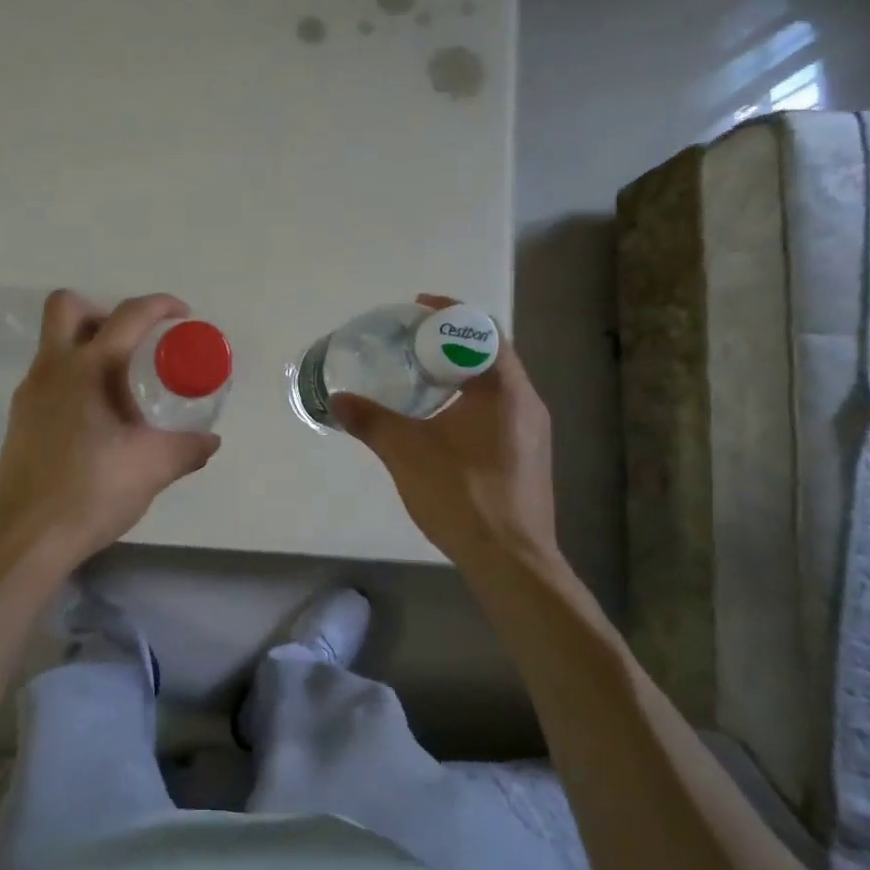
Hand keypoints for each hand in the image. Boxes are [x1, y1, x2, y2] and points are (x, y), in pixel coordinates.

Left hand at [0, 290, 221, 571]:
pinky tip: (97, 421)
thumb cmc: (91, 493)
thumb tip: (209, 440)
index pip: (127, 316)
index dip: (160, 306)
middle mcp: (51, 370)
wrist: (27, 539)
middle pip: (67, 307)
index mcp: (88, 370)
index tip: (182, 317)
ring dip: (87, 347)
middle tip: (133, 344)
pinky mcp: (19, 419)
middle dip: (102, 311)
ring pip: (54, 344)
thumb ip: (187, 448)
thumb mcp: (152, 468)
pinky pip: (48, 378)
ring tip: (122, 388)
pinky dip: (74, 379)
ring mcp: (29, 394)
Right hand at [331, 294, 556, 568]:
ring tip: (422, 378)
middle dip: (451, 342)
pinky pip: (500, 410)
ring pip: (497, 385)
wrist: (511, 559)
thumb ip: (370, 420)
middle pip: (490, 354)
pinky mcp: (529, 457)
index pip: (481, 330)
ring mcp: (533, 432)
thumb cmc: (461, 494)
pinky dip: (471, 401)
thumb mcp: (406, 452)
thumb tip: (337, 399)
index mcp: (505, 389)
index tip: (416, 310)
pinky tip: (442, 423)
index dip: (449, 313)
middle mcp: (527, 402)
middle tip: (411, 343)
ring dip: (462, 373)